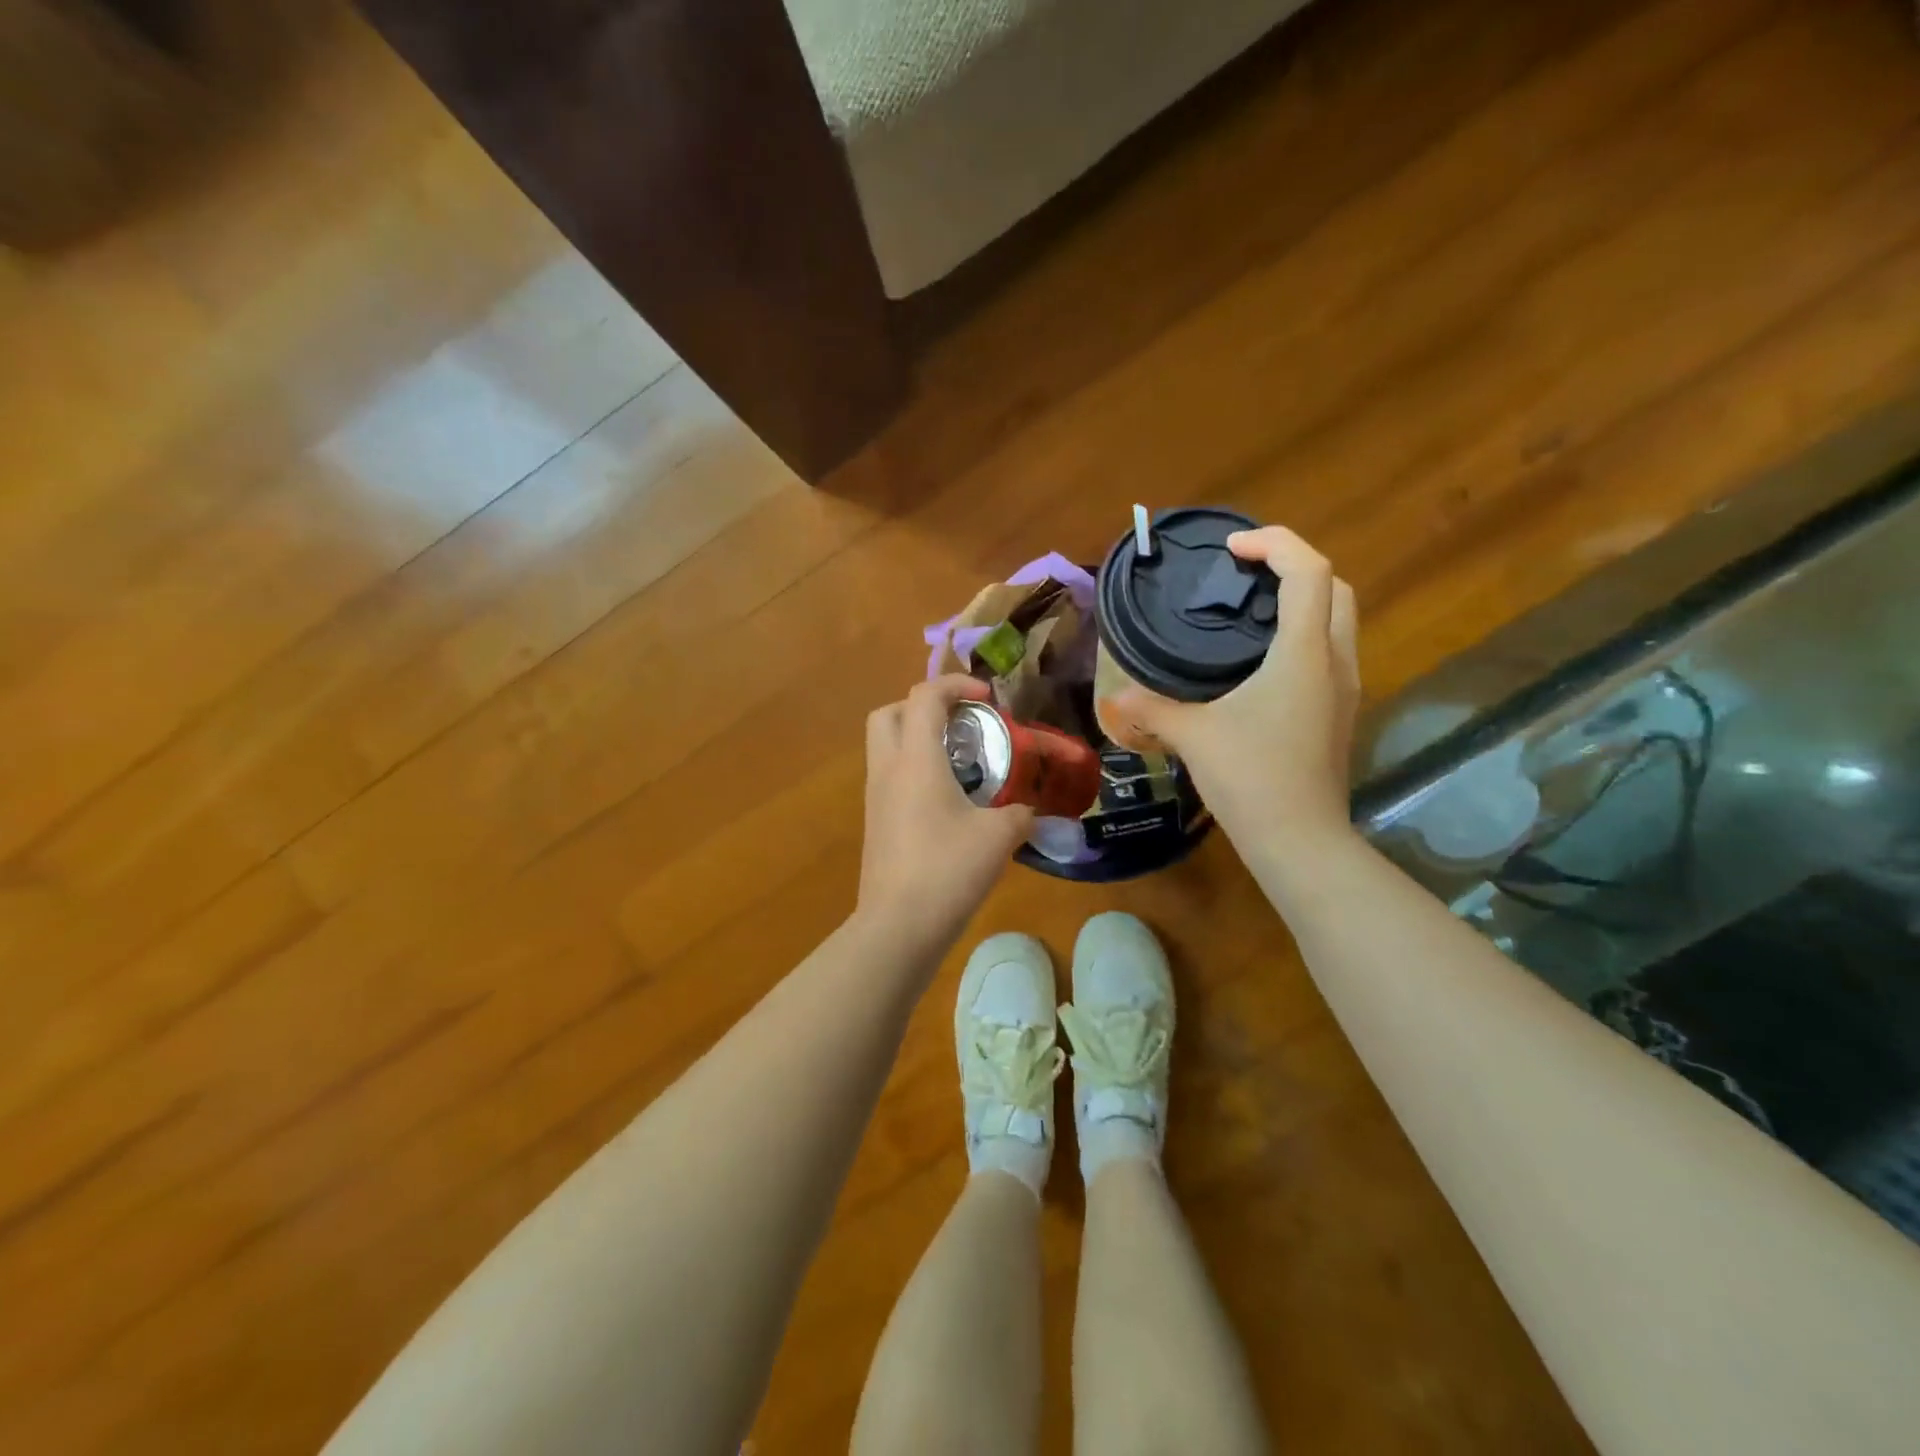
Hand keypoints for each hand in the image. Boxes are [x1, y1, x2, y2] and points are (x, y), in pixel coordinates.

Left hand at [856, 676, 1034, 959]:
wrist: (898, 926)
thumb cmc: (948, 869)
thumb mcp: (999, 836)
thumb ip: (1020, 813)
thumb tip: (1029, 811)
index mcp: (915, 759)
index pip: (925, 696)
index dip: (957, 684)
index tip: (989, 698)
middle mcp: (888, 769)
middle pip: (890, 713)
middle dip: (924, 706)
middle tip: (961, 723)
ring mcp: (875, 797)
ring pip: (886, 746)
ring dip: (919, 739)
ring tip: (961, 762)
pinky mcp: (875, 823)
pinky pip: (890, 777)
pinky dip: (915, 771)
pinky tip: (948, 801)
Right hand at [1108, 527, 1359, 844]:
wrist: (1299, 839)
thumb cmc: (1249, 777)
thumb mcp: (1192, 736)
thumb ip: (1149, 708)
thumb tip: (1113, 699)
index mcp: (1303, 652)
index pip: (1309, 570)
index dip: (1274, 543)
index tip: (1231, 549)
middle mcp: (1334, 660)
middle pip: (1335, 587)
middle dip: (1294, 565)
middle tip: (1244, 573)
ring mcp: (1344, 688)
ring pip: (1338, 619)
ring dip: (1302, 600)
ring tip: (1250, 610)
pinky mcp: (1339, 712)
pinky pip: (1329, 651)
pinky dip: (1302, 634)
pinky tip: (1261, 660)